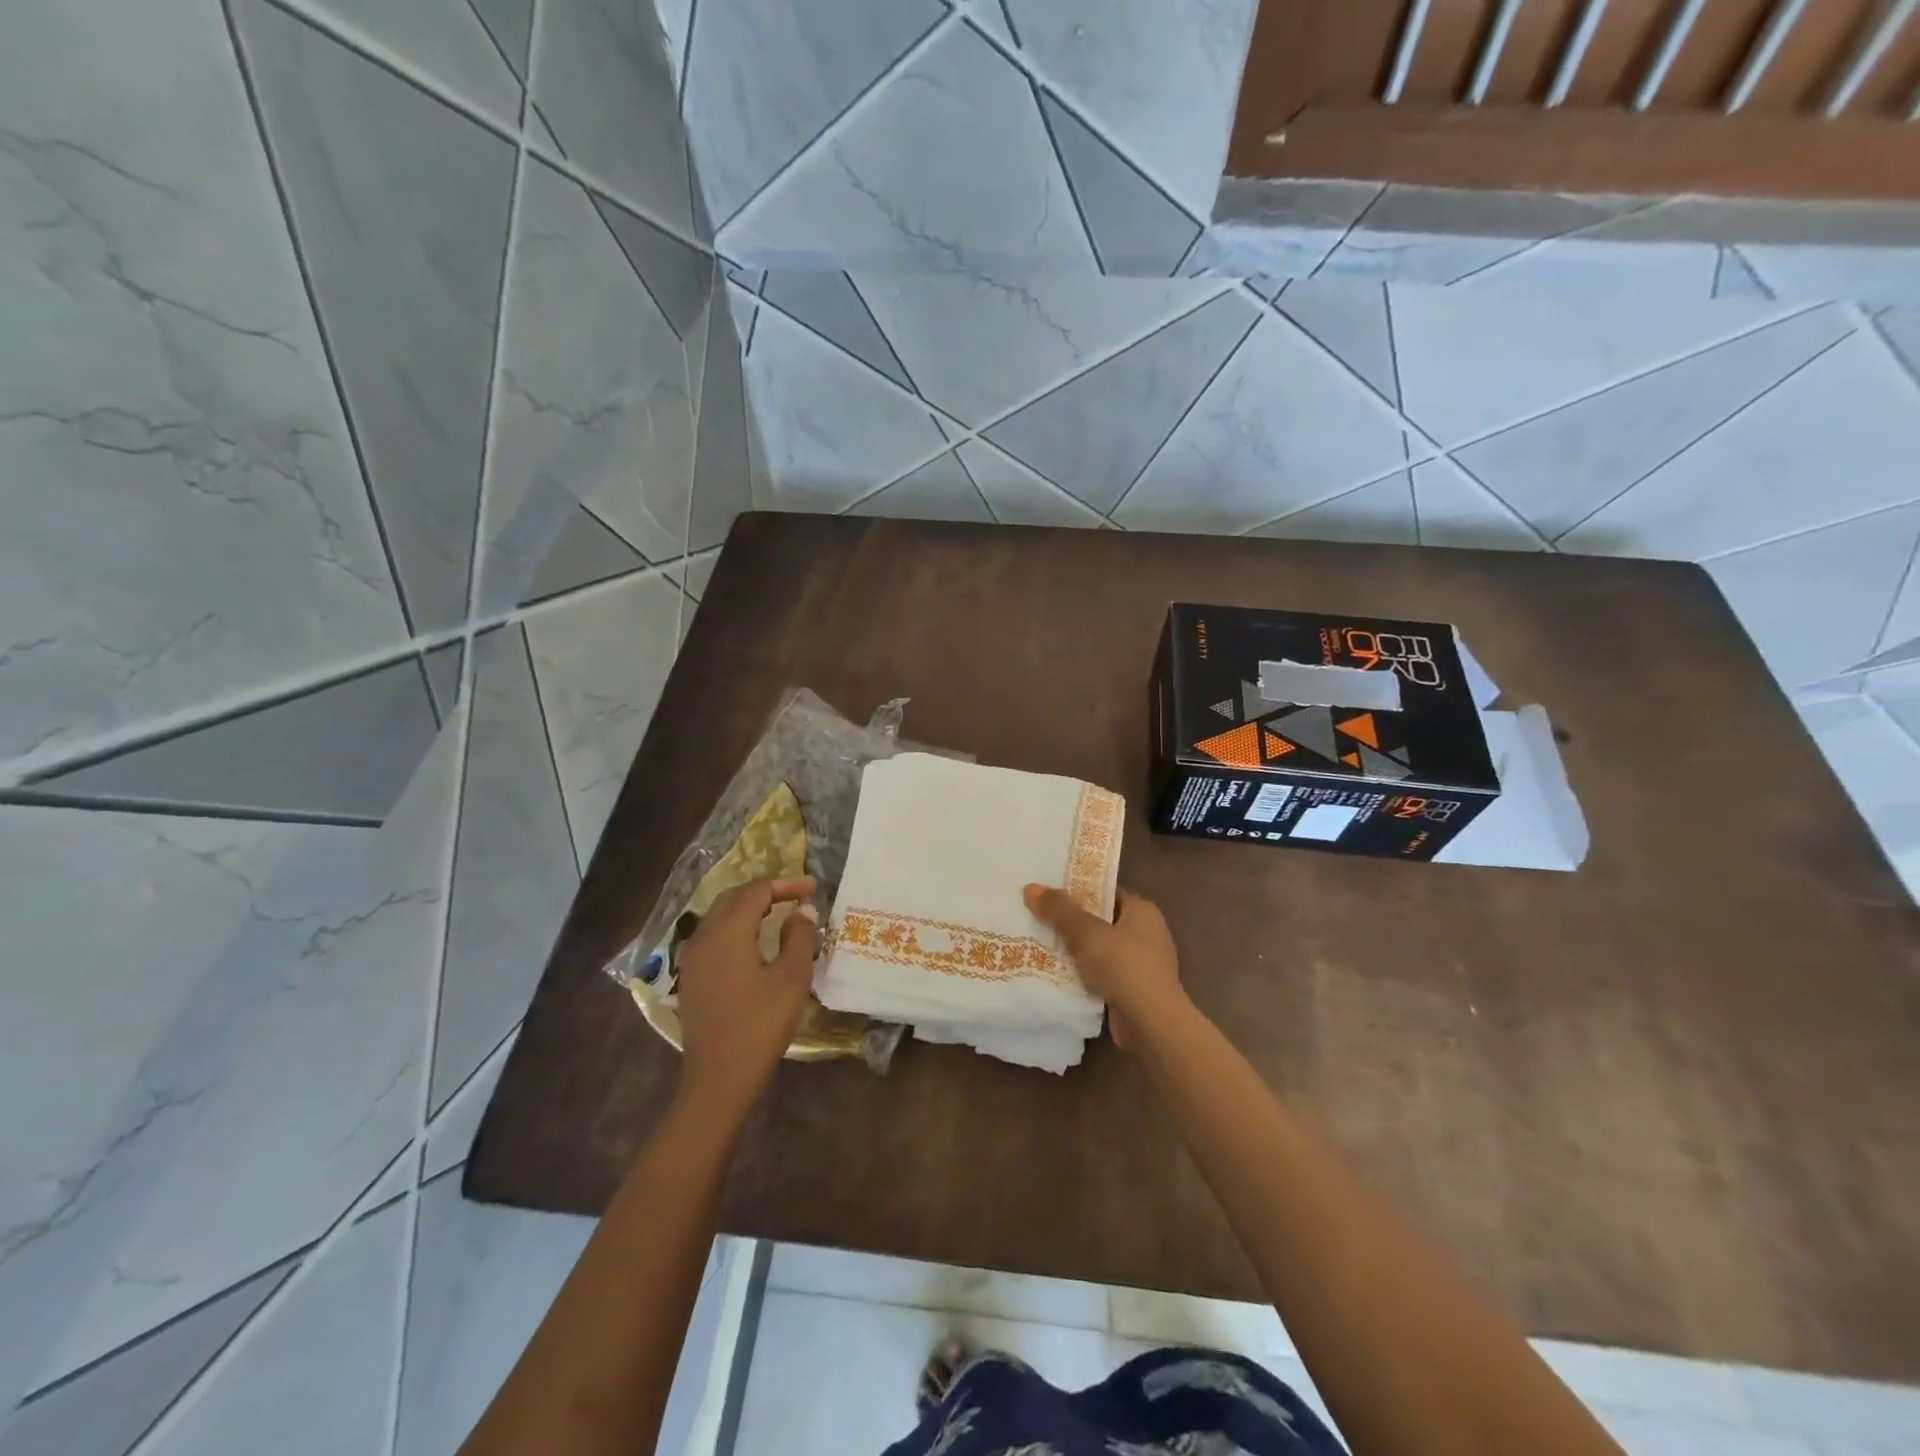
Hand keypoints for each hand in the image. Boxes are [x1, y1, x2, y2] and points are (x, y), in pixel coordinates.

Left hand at [674, 876, 817, 1111]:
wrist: (719, 1079)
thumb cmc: (761, 1025)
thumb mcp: (792, 978)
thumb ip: (799, 937)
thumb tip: (803, 910)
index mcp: (728, 932)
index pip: (756, 891)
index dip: (786, 884)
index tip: (812, 887)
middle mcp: (704, 936)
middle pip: (733, 898)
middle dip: (765, 891)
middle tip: (795, 896)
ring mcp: (692, 958)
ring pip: (719, 916)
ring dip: (748, 908)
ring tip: (777, 913)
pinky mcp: (690, 977)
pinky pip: (712, 936)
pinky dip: (734, 927)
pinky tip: (752, 942)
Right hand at [1023, 884, 1185, 1049]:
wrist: (1151, 1024)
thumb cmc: (1123, 966)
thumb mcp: (1086, 932)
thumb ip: (1059, 909)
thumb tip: (1031, 888)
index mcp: (1142, 911)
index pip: (1105, 892)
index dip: (1077, 890)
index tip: (1047, 892)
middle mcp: (1146, 933)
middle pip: (1100, 920)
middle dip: (1070, 922)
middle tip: (1036, 916)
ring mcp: (1141, 964)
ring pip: (1099, 949)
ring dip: (1074, 950)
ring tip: (1038, 944)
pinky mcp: (1133, 991)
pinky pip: (1101, 974)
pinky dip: (1082, 974)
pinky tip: (1055, 974)